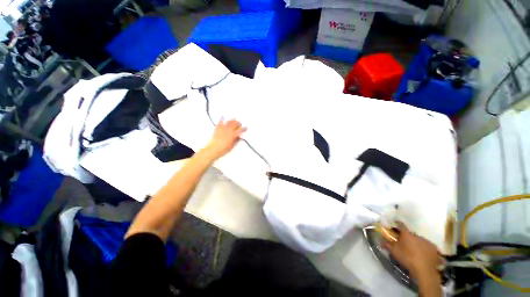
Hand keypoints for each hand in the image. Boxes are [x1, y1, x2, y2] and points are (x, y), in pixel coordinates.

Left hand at [204, 118, 246, 159]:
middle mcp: (228, 130)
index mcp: (233, 135)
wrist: (213, 149)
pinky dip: (221, 119)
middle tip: (240, 124)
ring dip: (232, 120)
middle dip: (238, 123)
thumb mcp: (232, 146)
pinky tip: (222, 116)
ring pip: (229, 122)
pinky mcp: (217, 128)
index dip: (244, 129)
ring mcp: (223, 128)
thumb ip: (236, 140)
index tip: (246, 128)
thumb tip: (239, 137)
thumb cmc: (223, 149)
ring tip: (234, 119)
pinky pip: (220, 122)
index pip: (240, 130)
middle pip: (235, 124)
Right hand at [382, 223, 441, 280]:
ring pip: (420, 240)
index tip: (394, 227)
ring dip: (417, 244)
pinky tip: (423, 255)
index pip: (401, 225)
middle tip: (405, 244)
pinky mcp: (435, 249)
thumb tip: (381, 241)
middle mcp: (417, 235)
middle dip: (408, 238)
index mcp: (407, 234)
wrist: (424, 270)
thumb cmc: (407, 258)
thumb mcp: (394, 252)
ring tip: (415, 251)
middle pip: (411, 234)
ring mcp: (428, 242)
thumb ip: (387, 245)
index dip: (397, 225)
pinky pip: (428, 247)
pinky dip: (425, 249)